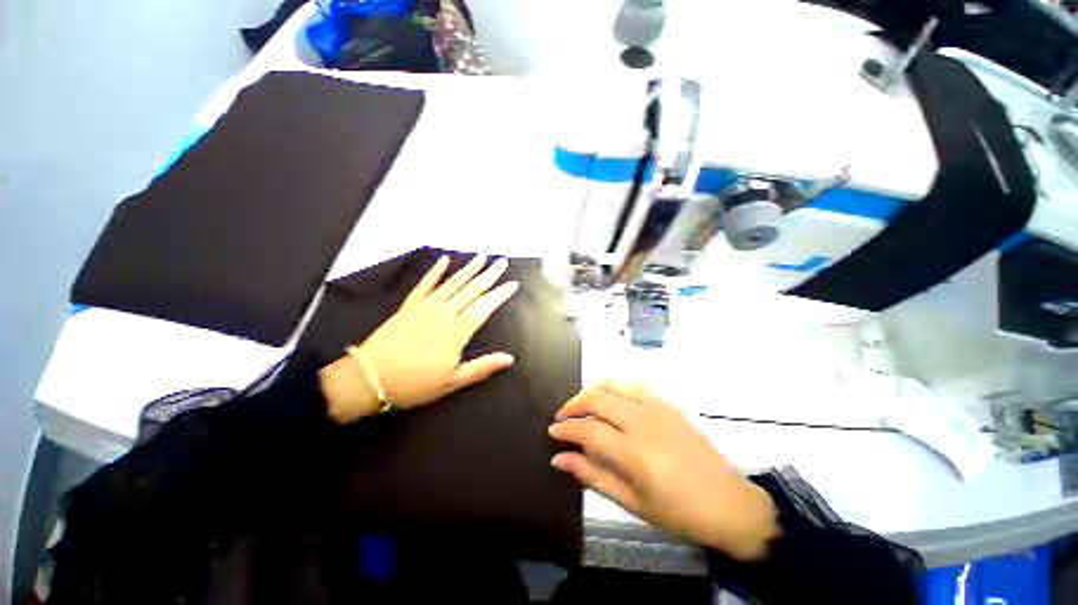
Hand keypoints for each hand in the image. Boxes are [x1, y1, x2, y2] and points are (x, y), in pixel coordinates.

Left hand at [319, 255, 518, 423]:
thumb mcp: (453, 381)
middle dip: (489, 274)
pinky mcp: (410, 304)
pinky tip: (445, 259)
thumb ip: (482, 367)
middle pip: (472, 289)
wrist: (369, 377)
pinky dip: (436, 270)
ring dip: (469, 268)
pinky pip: (426, 282)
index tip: (513, 283)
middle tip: (502, 261)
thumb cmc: (415, 383)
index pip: (485, 306)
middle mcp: (445, 312)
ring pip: (453, 282)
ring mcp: (426, 305)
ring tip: (482, 256)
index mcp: (457, 331)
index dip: (500, 294)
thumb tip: (510, 358)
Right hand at [548, 380, 778, 560]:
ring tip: (583, 405)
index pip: (587, 429)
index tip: (552, 431)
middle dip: (573, 404)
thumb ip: (592, 475)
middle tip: (563, 417)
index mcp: (632, 451)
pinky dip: (616, 387)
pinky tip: (612, 400)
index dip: (565, 428)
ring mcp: (656, 407)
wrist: (727, 502)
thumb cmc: (677, 510)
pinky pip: (634, 384)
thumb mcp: (631, 502)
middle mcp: (641, 420)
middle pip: (596, 398)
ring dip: (592, 391)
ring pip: (613, 384)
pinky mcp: (667, 403)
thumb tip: (559, 458)